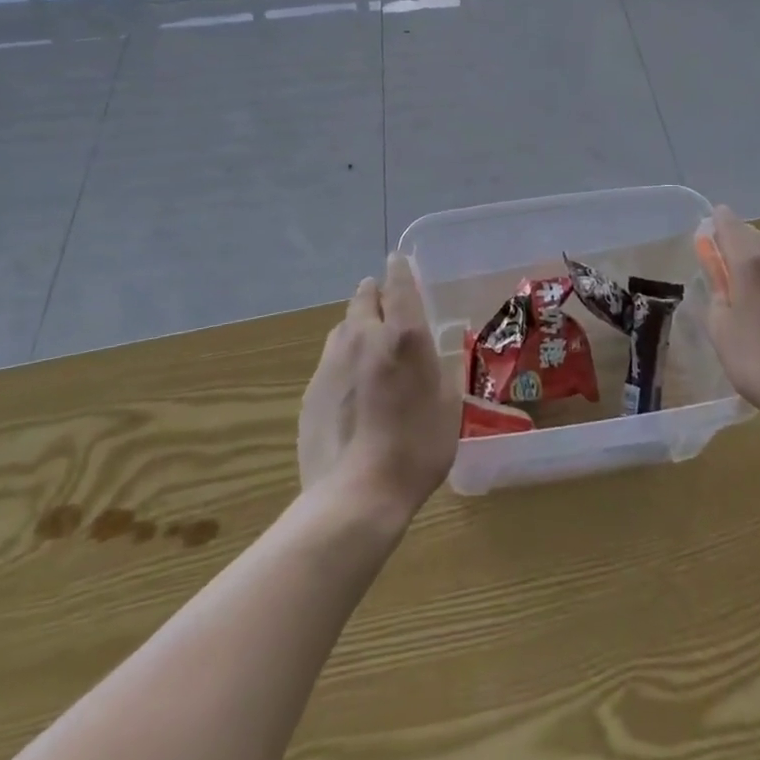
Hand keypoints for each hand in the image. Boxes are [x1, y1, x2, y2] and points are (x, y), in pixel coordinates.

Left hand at [299, 253, 459, 525]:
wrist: (354, 496)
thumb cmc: (416, 449)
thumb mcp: (448, 407)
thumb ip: (439, 369)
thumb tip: (432, 353)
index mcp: (403, 335)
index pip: (399, 283)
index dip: (400, 269)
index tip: (400, 263)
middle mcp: (364, 336)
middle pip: (364, 297)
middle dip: (375, 295)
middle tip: (387, 308)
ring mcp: (331, 361)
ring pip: (343, 326)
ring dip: (357, 327)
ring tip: (369, 349)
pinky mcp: (311, 389)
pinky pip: (330, 360)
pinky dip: (342, 361)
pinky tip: (351, 390)